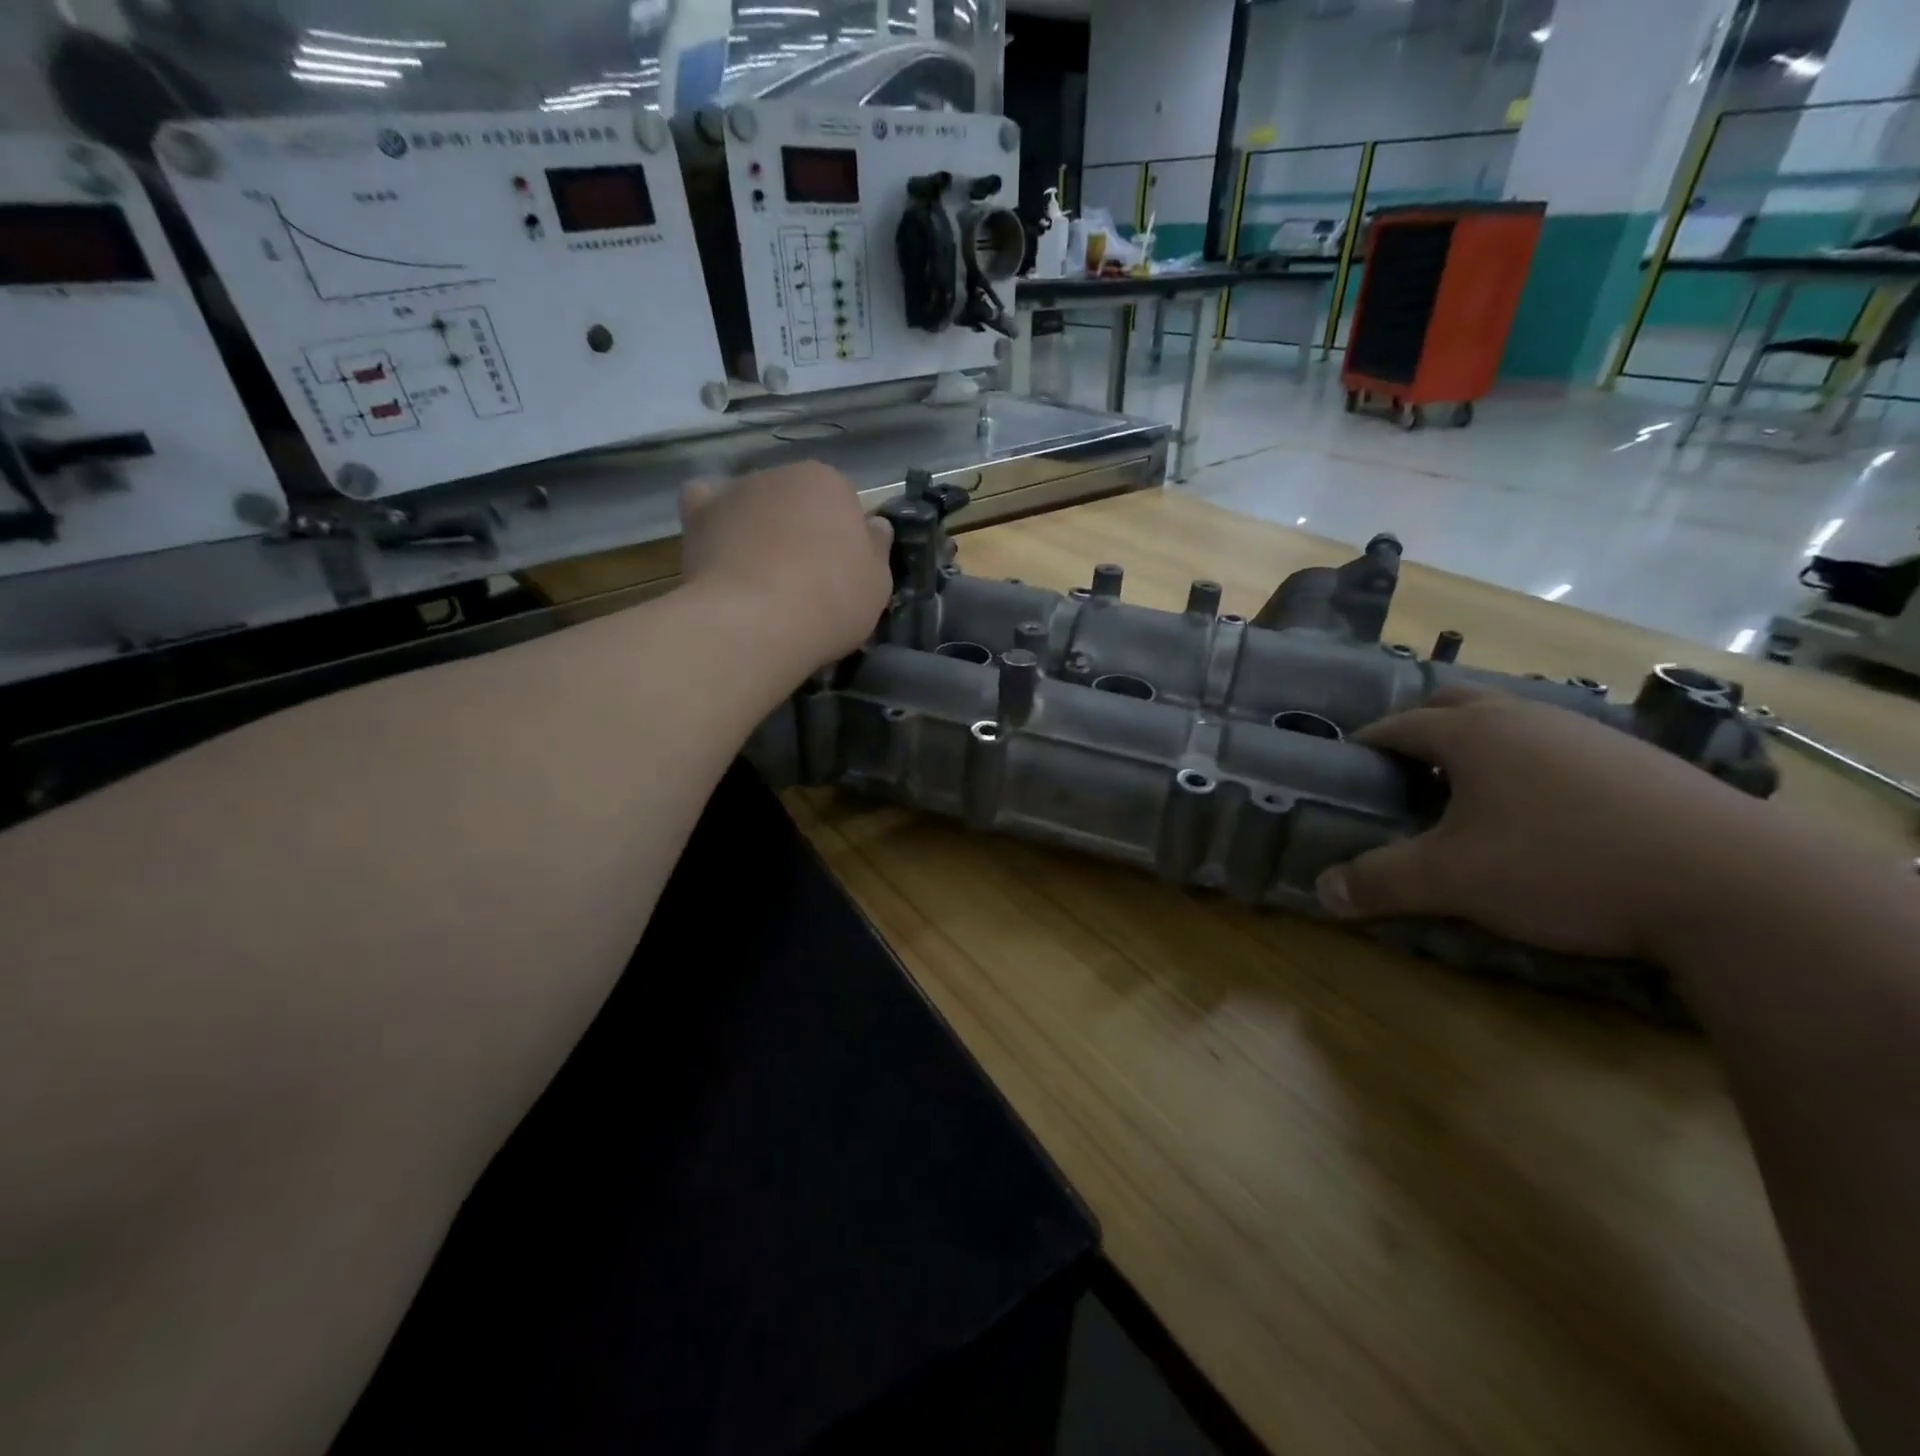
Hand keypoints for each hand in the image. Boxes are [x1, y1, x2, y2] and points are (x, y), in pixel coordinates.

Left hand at [679, 462, 893, 669]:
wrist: (757, 623)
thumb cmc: (831, 600)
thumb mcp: (878, 582)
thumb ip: (877, 547)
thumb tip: (874, 525)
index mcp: (830, 483)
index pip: (842, 501)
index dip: (843, 538)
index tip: (841, 571)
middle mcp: (781, 473)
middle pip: (796, 499)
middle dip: (800, 528)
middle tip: (804, 577)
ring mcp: (736, 491)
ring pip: (755, 503)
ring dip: (760, 526)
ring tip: (760, 574)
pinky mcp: (699, 515)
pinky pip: (706, 504)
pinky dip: (713, 518)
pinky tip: (720, 544)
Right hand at [1315, 686, 1765, 958]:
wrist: (1732, 885)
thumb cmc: (1562, 865)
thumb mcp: (1453, 880)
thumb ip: (1380, 881)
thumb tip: (1324, 891)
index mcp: (1474, 732)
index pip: (1400, 724)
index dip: (1367, 742)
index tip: (1347, 764)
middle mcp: (1528, 717)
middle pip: (1457, 703)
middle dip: (1422, 728)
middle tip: (1404, 771)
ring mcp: (1589, 734)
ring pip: (1514, 723)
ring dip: (1480, 746)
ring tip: (1468, 795)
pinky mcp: (1638, 763)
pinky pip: (1559, 748)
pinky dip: (1531, 767)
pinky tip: (1543, 814)